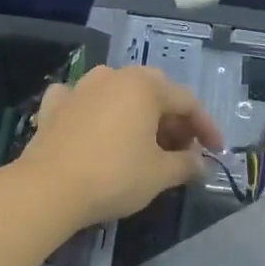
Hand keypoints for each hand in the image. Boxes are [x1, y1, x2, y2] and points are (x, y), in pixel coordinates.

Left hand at [17, 65, 225, 227]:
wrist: (48, 189)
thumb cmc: (115, 176)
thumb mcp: (160, 174)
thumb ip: (187, 165)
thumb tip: (201, 165)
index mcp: (144, 85)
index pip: (187, 102)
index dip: (206, 129)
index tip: (216, 152)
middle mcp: (113, 76)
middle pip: (154, 95)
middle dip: (172, 123)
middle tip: (183, 152)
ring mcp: (80, 87)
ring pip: (119, 97)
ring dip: (138, 119)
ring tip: (146, 147)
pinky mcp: (54, 106)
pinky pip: (84, 104)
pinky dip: (98, 115)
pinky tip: (97, 130)